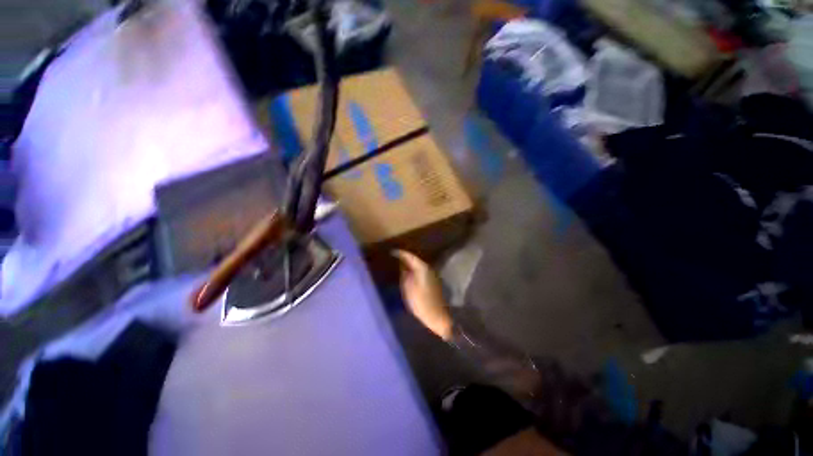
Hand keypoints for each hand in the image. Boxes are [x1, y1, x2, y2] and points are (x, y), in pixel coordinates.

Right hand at [394, 250, 453, 340]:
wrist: (437, 315)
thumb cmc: (421, 303)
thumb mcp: (408, 289)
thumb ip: (404, 275)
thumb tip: (402, 266)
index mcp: (422, 268)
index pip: (410, 256)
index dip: (401, 253)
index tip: (392, 252)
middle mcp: (428, 268)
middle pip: (415, 259)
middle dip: (405, 257)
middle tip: (395, 257)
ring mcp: (432, 274)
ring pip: (418, 265)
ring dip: (410, 264)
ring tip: (399, 264)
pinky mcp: (433, 281)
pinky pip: (420, 271)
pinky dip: (414, 270)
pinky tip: (408, 273)